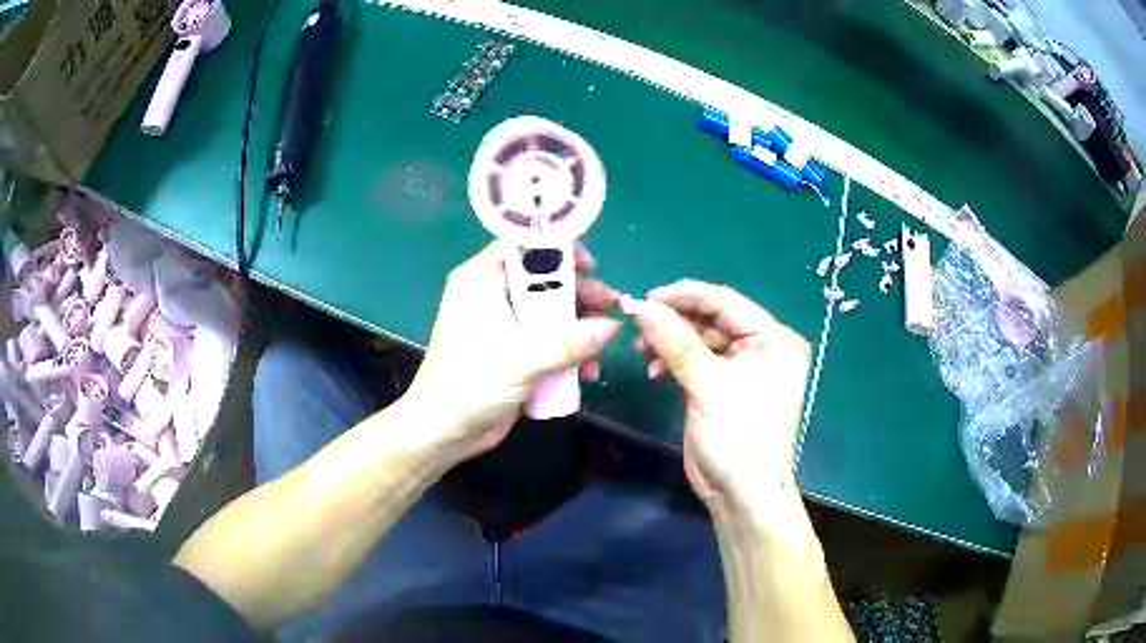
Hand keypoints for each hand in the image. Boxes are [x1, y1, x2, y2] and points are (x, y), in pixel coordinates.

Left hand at [406, 242, 620, 461]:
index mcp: (482, 280)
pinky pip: (547, 341)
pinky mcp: (512, 352)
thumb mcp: (523, 358)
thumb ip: (570, 341)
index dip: (559, 252)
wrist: (444, 431)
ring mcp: (503, 325)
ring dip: (579, 330)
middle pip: (544, 281)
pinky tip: (586, 373)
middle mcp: (492, 295)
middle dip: (580, 297)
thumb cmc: (471, 383)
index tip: (591, 268)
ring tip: (602, 351)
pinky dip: (567, 352)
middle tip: (612, 307)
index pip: (524, 247)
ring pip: (550, 313)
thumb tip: (612, 328)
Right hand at [627, 280, 810, 512]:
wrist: (740, 494)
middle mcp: (761, 348)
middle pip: (711, 320)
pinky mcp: (721, 387)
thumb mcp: (708, 384)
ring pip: (699, 340)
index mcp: (773, 339)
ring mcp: (741, 368)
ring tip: (639, 348)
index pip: (725, 302)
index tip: (645, 297)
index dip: (685, 296)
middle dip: (673, 321)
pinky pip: (695, 361)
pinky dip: (672, 362)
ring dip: (669, 342)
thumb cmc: (738, 435)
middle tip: (636, 321)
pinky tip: (653, 370)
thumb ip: (675, 342)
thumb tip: (638, 306)